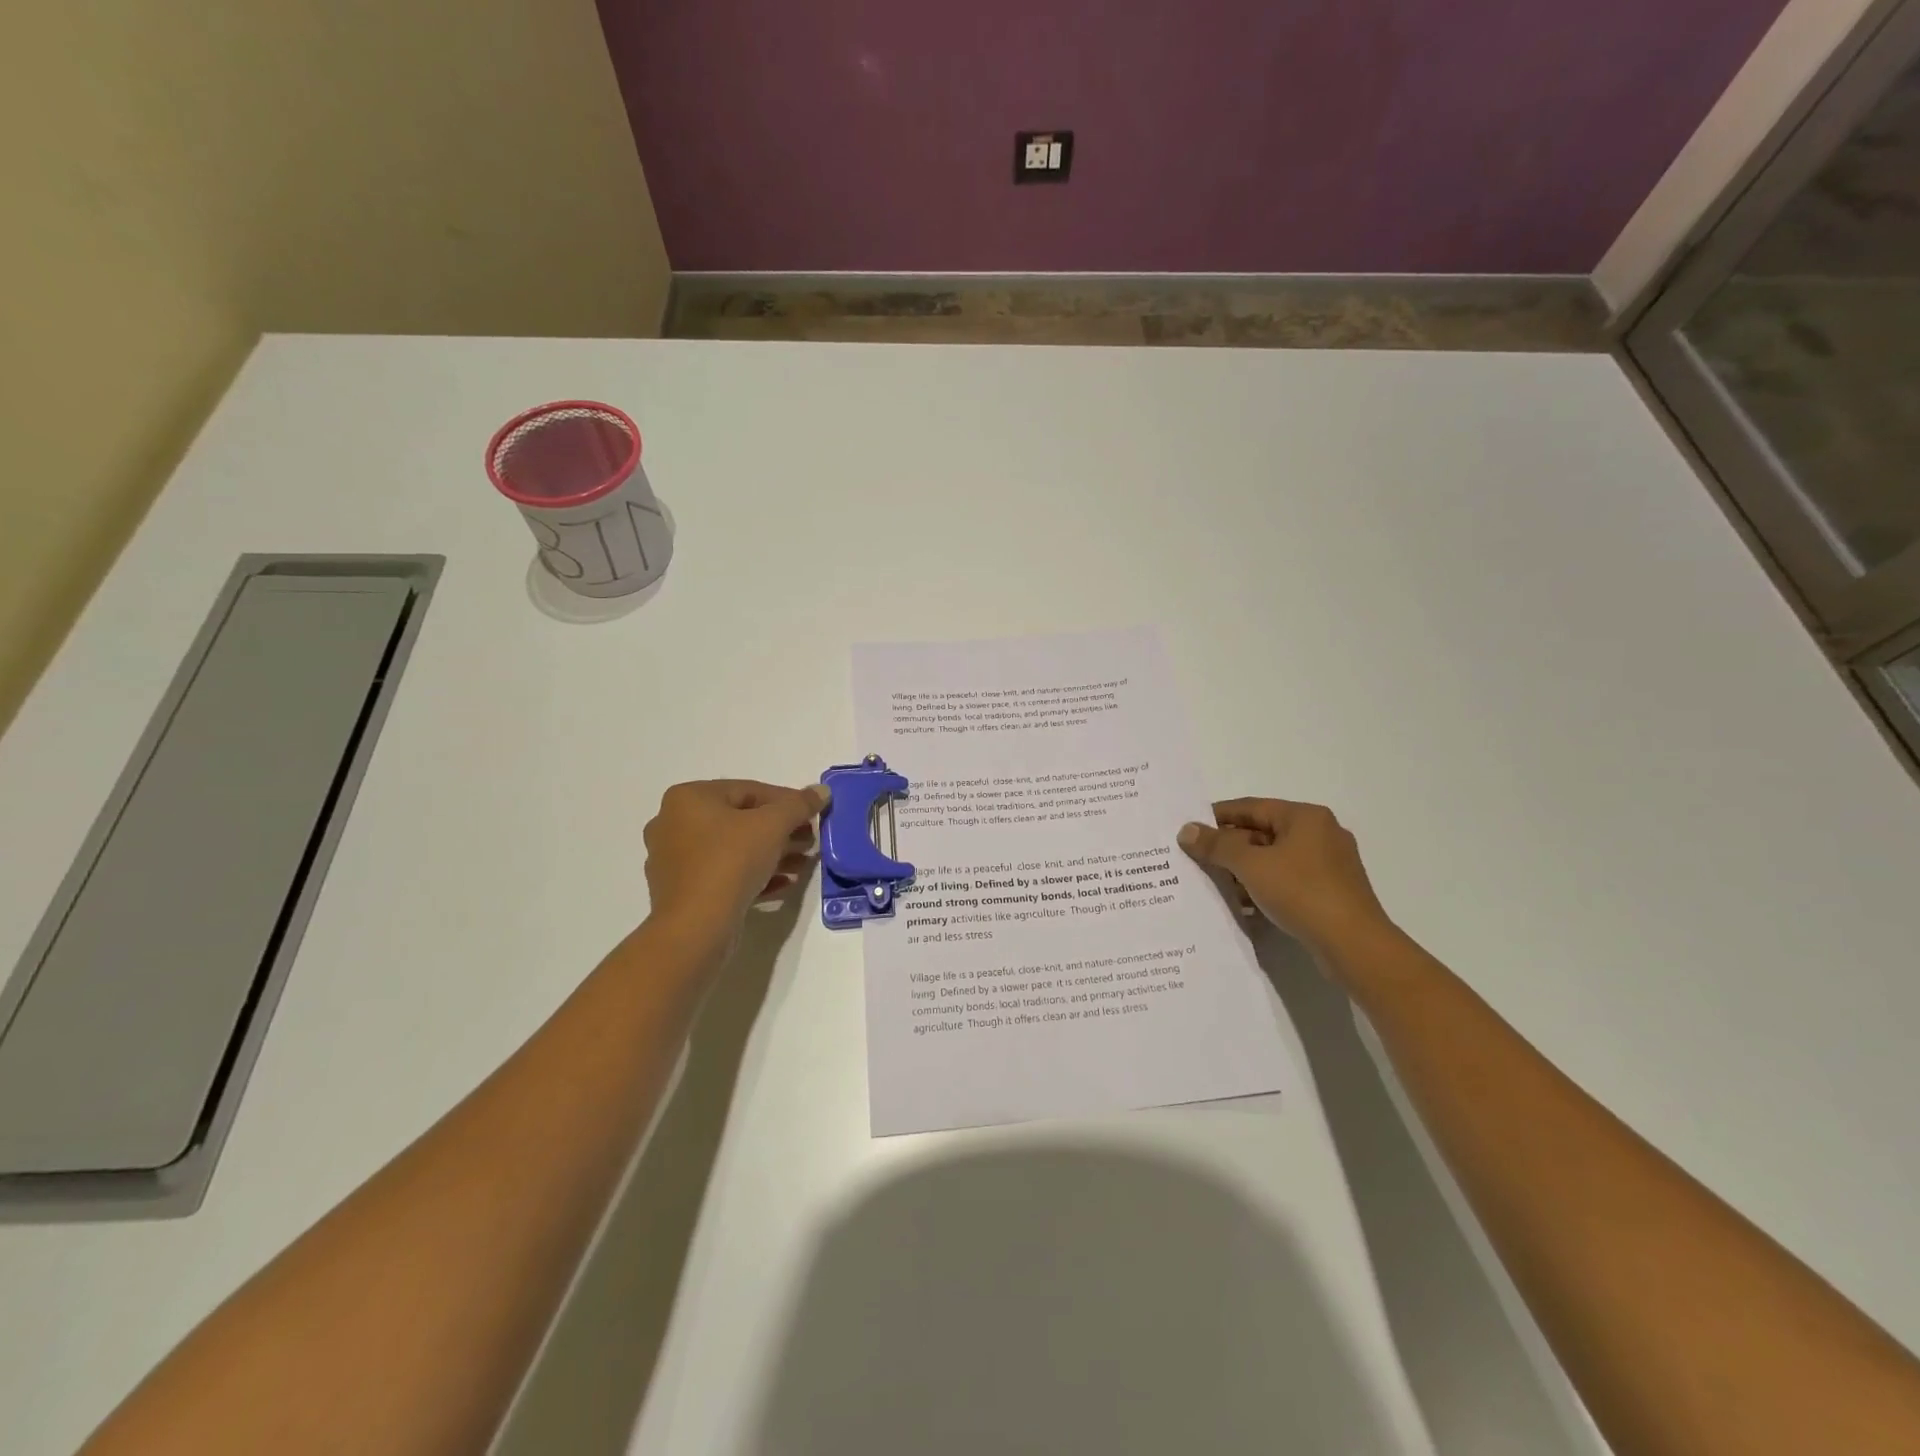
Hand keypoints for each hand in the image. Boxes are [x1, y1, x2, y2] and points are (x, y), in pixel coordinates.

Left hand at [643, 779, 829, 951]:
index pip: (749, 790)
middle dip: (781, 831)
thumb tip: (821, 791)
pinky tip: (784, 884)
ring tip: (803, 864)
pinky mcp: (682, 891)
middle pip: (740, 820)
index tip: (813, 815)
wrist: (696, 928)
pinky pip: (723, 874)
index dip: (787, 801)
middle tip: (810, 840)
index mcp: (688, 798)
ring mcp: (674, 860)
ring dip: (772, 854)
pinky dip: (754, 875)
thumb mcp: (773, 826)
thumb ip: (799, 804)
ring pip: (733, 849)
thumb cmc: (731, 862)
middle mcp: (673, 823)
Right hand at [1178, 798, 1394, 958]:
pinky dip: (1265, 886)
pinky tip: (1245, 903)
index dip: (1217, 817)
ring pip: (1275, 858)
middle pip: (1263, 832)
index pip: (1251, 807)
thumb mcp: (1251, 865)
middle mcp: (1320, 833)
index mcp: (1305, 817)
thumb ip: (1217, 845)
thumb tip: (1187, 830)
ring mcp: (1330, 864)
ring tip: (1216, 884)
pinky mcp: (1331, 892)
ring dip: (1245, 870)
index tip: (1190, 830)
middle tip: (1198, 859)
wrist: (1354, 945)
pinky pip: (1288, 880)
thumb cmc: (1302, 893)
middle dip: (1230, 847)